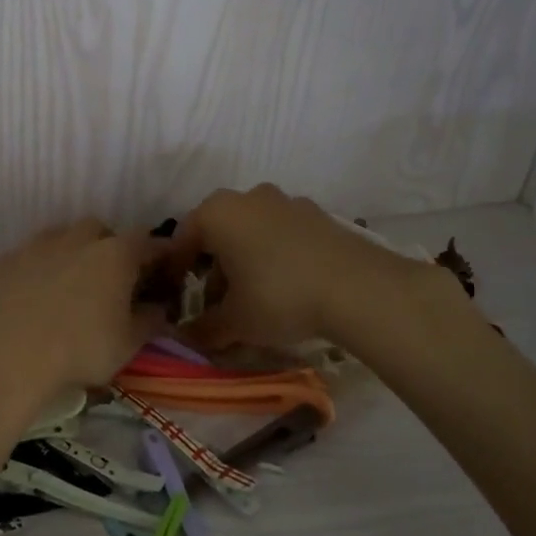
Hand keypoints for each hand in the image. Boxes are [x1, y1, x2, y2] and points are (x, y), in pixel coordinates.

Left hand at [0, 219, 165, 413]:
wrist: (4, 352)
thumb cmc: (78, 349)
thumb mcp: (127, 345)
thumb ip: (150, 321)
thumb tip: (160, 308)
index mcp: (116, 254)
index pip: (148, 243)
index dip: (159, 256)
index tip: (163, 273)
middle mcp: (78, 238)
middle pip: (101, 231)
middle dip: (109, 249)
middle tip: (111, 280)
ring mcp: (38, 244)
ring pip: (62, 237)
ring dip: (71, 253)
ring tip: (70, 286)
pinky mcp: (5, 258)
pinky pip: (29, 256)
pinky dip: (37, 269)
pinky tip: (31, 295)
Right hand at [168, 184, 457, 350]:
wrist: (359, 288)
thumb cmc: (279, 296)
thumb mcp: (235, 321)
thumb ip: (204, 329)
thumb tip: (185, 338)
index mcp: (217, 213)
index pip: (183, 238)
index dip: (176, 270)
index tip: (177, 296)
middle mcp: (248, 197)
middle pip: (218, 232)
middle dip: (214, 266)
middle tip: (218, 302)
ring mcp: (286, 201)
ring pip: (251, 230)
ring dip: (245, 259)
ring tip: (254, 298)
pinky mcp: (317, 214)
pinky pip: (282, 233)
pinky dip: (275, 255)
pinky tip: (287, 286)